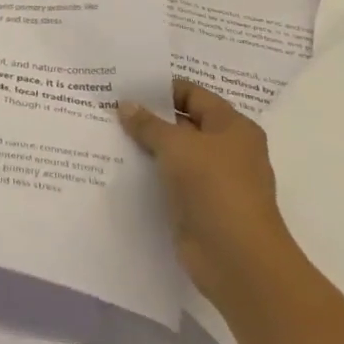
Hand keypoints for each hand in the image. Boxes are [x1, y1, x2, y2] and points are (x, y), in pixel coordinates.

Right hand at [119, 78, 300, 309]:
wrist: (237, 259)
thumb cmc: (214, 188)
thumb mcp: (176, 145)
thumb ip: (148, 123)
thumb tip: (125, 105)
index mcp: (233, 127)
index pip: (193, 94)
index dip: (160, 88)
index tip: (124, 84)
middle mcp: (227, 150)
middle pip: (182, 123)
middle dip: (148, 115)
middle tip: (108, 105)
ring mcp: (213, 180)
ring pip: (173, 153)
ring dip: (145, 145)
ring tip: (106, 131)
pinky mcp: (198, 205)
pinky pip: (168, 179)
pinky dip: (148, 172)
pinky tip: (118, 164)